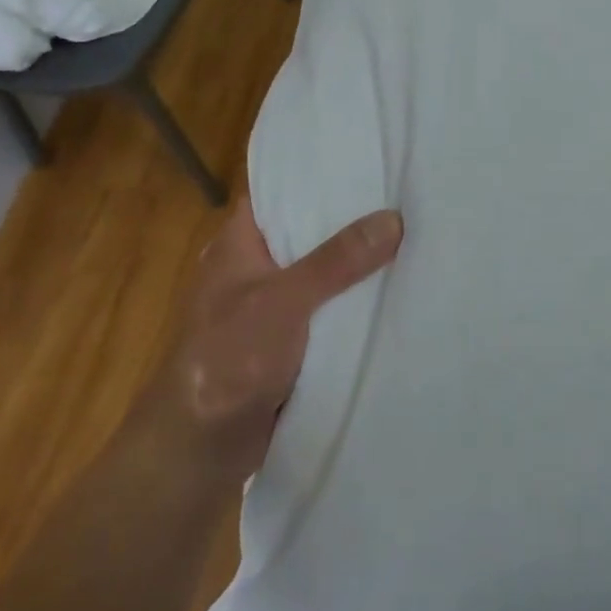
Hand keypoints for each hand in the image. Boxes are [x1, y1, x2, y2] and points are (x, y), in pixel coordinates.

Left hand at [149, 198, 402, 481]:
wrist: (198, 452)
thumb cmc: (227, 359)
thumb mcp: (284, 300)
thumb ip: (337, 261)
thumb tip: (394, 218)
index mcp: (239, 242)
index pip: (280, 189)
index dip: (319, 172)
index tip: (367, 158)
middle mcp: (255, 265)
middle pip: (309, 229)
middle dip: (351, 217)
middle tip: (405, 194)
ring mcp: (271, 303)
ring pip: (322, 271)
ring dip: (356, 262)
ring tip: (412, 233)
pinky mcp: (287, 339)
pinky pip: (327, 308)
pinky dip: (352, 300)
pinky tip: (392, 288)